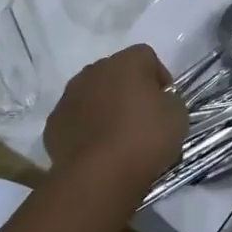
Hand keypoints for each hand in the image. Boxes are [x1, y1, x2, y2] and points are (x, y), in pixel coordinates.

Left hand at [44, 45, 187, 197]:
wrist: (99, 175)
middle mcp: (93, 71)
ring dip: (104, 107)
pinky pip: (75, 119)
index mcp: (125, 62)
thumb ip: (169, 100)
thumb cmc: (144, 138)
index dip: (159, 76)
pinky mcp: (54, 123)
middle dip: (128, 90)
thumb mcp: (177, 116)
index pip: (146, 56)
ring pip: (91, 94)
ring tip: (117, 136)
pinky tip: (96, 150)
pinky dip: (85, 128)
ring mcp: (69, 96)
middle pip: (115, 72)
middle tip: (142, 118)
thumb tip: (159, 102)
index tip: (165, 101)